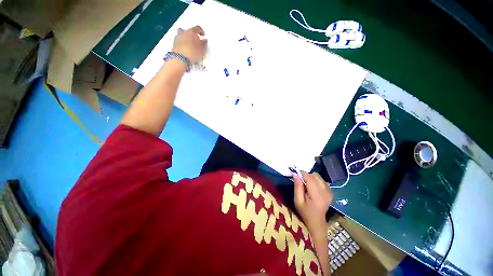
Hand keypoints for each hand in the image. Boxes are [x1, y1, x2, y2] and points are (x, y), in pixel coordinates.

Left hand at [172, 26, 206, 63]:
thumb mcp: (202, 49)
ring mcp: (177, 38)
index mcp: (191, 31)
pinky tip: (186, 51)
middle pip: (189, 32)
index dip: (201, 32)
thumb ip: (204, 44)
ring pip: (183, 36)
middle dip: (193, 36)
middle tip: (196, 42)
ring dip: (187, 40)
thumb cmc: (193, 53)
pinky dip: (183, 45)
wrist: (180, 59)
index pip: (197, 28)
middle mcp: (183, 32)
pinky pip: (180, 42)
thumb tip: (204, 40)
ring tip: (191, 47)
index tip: (203, 36)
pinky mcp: (174, 44)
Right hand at [293, 172, 332, 233]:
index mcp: (317, 196)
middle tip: (300, 181)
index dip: (302, 174)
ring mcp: (330, 192)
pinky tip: (312, 187)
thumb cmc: (304, 212)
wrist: (316, 222)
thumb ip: (297, 186)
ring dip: (311, 177)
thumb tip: (295, 174)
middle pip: (315, 176)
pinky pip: (322, 180)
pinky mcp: (330, 192)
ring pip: (318, 177)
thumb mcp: (297, 200)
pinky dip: (315, 180)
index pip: (310, 178)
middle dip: (306, 175)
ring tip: (306, 185)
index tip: (295, 174)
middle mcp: (326, 192)